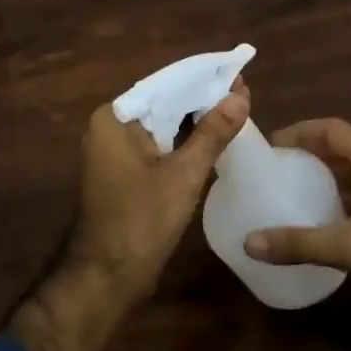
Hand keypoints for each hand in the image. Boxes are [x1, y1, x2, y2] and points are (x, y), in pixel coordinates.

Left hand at [66, 82, 249, 302]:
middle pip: (164, 103)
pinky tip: (214, 138)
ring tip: (237, 108)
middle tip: (244, 91)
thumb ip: (212, 133)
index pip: (165, 85)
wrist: (106, 277)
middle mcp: (110, 127)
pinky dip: (183, 141)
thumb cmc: (141, 221)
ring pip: (163, 125)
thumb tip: (240, 96)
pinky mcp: (125, 172)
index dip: (203, 78)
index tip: (238, 73)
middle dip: (202, 98)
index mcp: (115, 118)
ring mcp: (115, 151)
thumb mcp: (183, 175)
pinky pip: (158, 145)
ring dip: (195, 119)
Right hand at [244, 118, 350, 308]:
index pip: (332, 129)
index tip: (271, 145)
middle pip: (341, 145)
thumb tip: (250, 242)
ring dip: (323, 171)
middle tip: (276, 165)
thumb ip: (300, 243)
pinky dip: (338, 191)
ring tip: (291, 184)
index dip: (300, 132)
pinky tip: (320, 212)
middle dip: (308, 151)